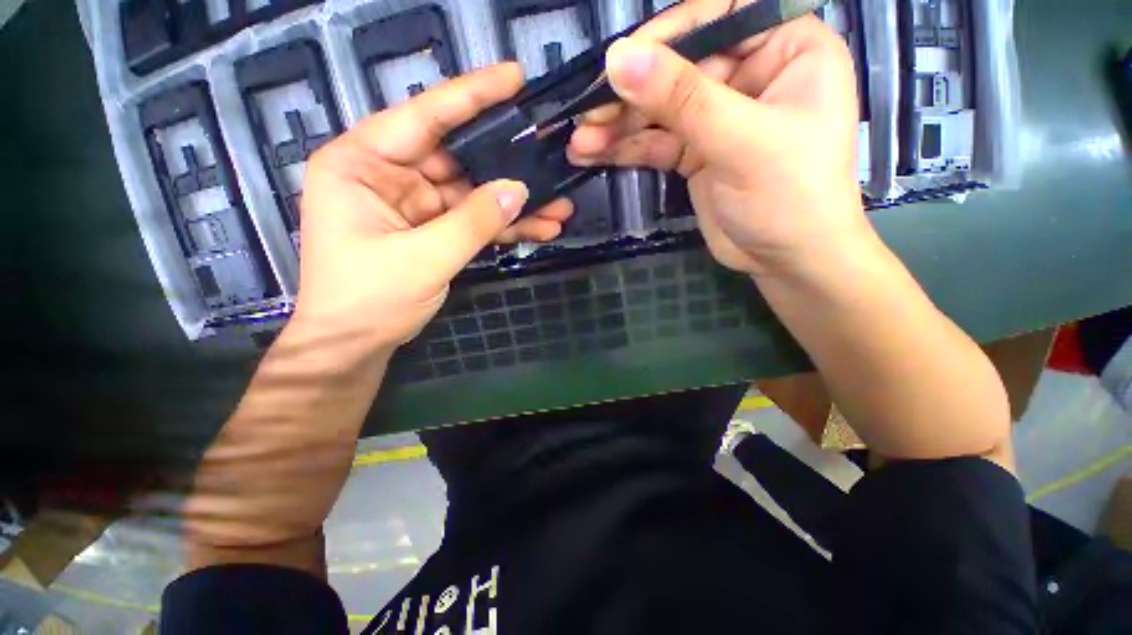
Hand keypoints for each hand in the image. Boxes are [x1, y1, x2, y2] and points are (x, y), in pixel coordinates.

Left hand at [293, 64, 572, 349]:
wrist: (355, 344)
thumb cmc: (368, 299)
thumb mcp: (423, 258)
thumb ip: (473, 222)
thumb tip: (518, 189)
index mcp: (361, 164)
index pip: (423, 116)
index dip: (471, 95)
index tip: (513, 78)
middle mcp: (387, 175)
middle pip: (457, 157)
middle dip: (506, 163)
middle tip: (549, 154)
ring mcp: (413, 205)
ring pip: (472, 194)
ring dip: (513, 204)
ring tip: (558, 206)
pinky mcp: (431, 230)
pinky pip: (472, 220)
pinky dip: (502, 226)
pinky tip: (539, 228)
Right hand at [570, 2, 866, 278]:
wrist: (786, 260)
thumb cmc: (790, 196)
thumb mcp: (740, 141)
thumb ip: (682, 99)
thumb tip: (619, 59)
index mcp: (784, 48)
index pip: (718, 15)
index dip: (666, 35)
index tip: (619, 63)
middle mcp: (749, 75)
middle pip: (678, 68)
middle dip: (630, 94)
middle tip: (586, 114)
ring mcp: (718, 117)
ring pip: (660, 110)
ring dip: (618, 127)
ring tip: (580, 142)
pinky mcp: (697, 153)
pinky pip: (656, 143)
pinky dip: (625, 149)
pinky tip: (592, 154)